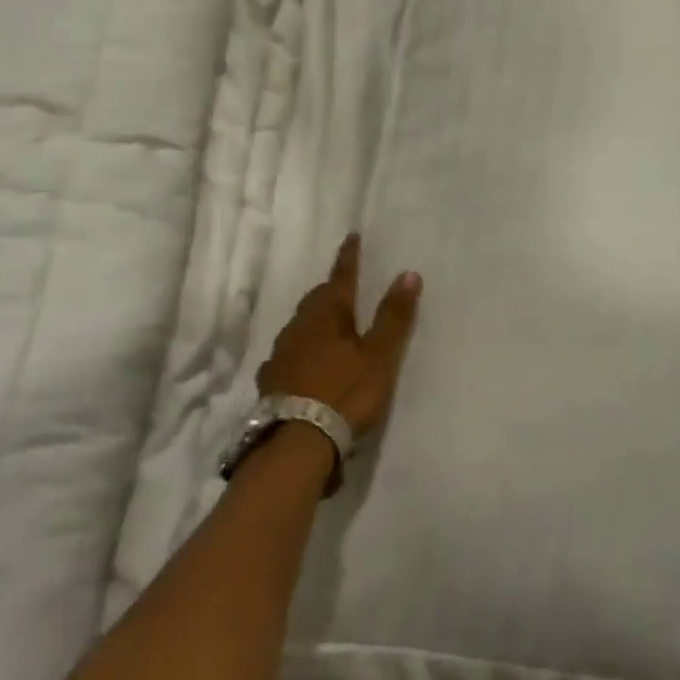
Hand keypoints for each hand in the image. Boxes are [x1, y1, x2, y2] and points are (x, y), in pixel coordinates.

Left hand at [257, 234, 422, 438]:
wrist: (296, 442)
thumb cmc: (345, 393)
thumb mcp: (379, 357)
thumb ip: (393, 317)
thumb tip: (408, 273)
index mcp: (328, 314)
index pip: (341, 276)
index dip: (349, 257)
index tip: (352, 236)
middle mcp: (300, 325)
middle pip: (317, 298)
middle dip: (331, 289)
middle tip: (344, 285)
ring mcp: (281, 352)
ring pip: (300, 324)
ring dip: (314, 319)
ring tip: (326, 323)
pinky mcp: (271, 379)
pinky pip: (287, 353)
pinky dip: (299, 349)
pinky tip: (301, 361)